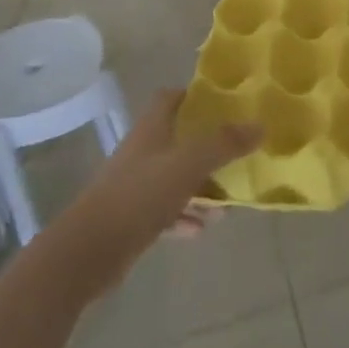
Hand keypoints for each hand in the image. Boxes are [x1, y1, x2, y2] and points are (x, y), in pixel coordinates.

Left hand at [59, 90, 259, 291]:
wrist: (88, 252)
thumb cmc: (139, 196)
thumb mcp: (187, 165)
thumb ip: (223, 144)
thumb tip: (260, 125)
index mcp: (151, 130)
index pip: (170, 98)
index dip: (194, 95)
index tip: (223, 103)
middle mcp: (142, 152)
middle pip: (177, 138)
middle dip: (207, 145)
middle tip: (236, 151)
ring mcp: (135, 186)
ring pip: (174, 177)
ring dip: (200, 186)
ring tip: (228, 200)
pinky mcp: (132, 218)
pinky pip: (166, 210)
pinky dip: (185, 216)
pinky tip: (203, 228)